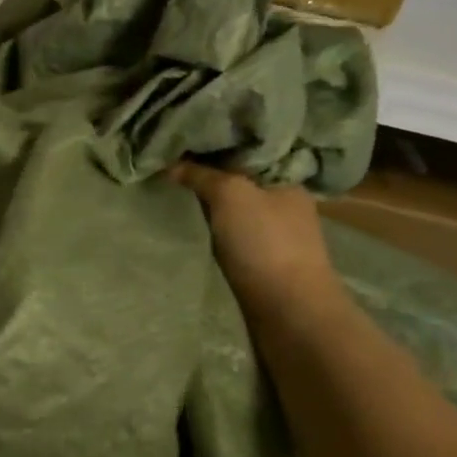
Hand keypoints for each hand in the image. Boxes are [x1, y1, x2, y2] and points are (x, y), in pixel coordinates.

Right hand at [172, 163, 342, 317]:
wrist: (289, 312)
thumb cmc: (265, 243)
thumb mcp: (230, 194)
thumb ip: (201, 174)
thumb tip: (170, 164)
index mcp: (285, 181)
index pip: (245, 153)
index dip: (212, 147)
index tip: (180, 145)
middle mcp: (282, 205)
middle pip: (235, 182)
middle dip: (204, 178)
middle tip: (166, 169)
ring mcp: (273, 236)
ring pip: (229, 211)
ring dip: (204, 207)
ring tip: (168, 196)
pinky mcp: (260, 264)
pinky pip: (227, 237)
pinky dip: (208, 232)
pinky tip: (185, 227)